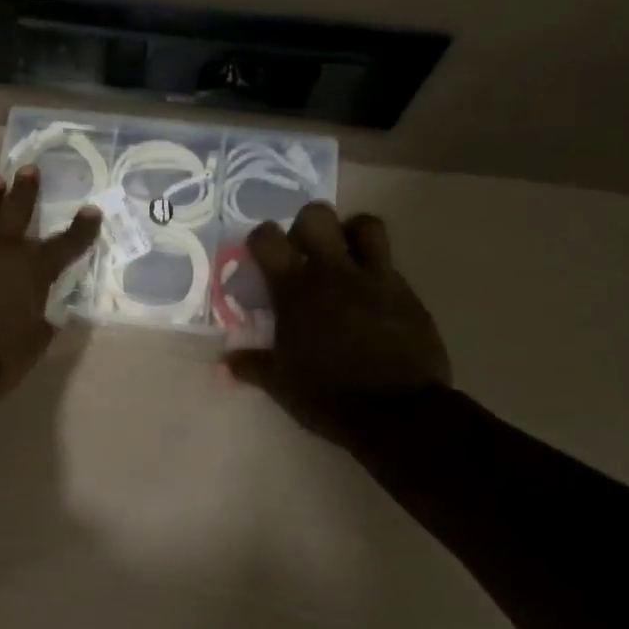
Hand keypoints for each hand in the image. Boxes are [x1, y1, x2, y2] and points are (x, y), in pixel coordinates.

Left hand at [0, 168, 101, 395]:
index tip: (91, 211)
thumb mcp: (30, 345)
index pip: (65, 245)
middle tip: (29, 169)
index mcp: (32, 269)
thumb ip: (40, 326)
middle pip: (17, 211)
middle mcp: (0, 248)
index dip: (81, 230)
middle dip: (26, 191)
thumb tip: (46, 319)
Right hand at [224, 203, 450, 447]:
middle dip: (306, 226)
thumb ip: (250, 365)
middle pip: (317, 215)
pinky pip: (390, 263)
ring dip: (351, 233)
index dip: (260, 239)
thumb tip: (222, 364)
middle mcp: (334, 272)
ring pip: (366, 224)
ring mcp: (375, 278)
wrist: (399, 413)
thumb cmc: (329, 395)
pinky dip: (376, 270)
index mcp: (296, 289)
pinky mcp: (407, 293)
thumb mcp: (280, 384)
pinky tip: (370, 296)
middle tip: (303, 252)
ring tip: (343, 257)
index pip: (267, 238)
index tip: (259, 255)